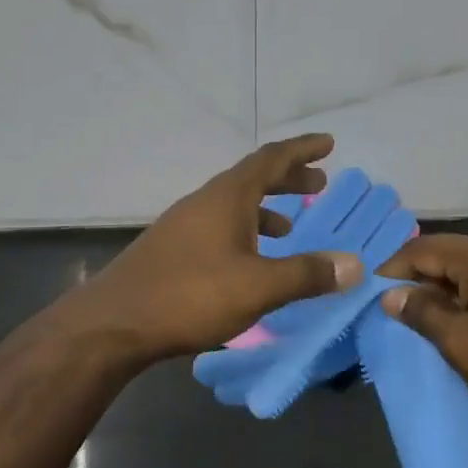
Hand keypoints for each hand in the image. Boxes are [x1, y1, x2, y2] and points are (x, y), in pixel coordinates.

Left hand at [65, 135, 363, 366]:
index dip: (302, 149)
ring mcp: (185, 224)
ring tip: (292, 225)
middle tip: (319, 182)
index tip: (328, 143)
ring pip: (235, 203)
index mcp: (228, 197)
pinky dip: (246, 230)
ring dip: (267, 206)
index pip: (271, 158)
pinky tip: (251, 260)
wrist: (112, 324)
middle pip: (253, 177)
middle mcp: (206, 201)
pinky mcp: (174, 249)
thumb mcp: (258, 287)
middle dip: (288, 177)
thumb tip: (354, 265)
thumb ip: (307, 274)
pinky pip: (221, 225)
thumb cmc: (190, 296)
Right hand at [378, 234, 467, 435]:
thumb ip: (423, 314)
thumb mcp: (462, 344)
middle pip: (448, 255)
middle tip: (395, 313)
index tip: (370, 296)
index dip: (391, 270)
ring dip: (446, 292)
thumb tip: (391, 294)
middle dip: (418, 281)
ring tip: (427, 322)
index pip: (421, 249)